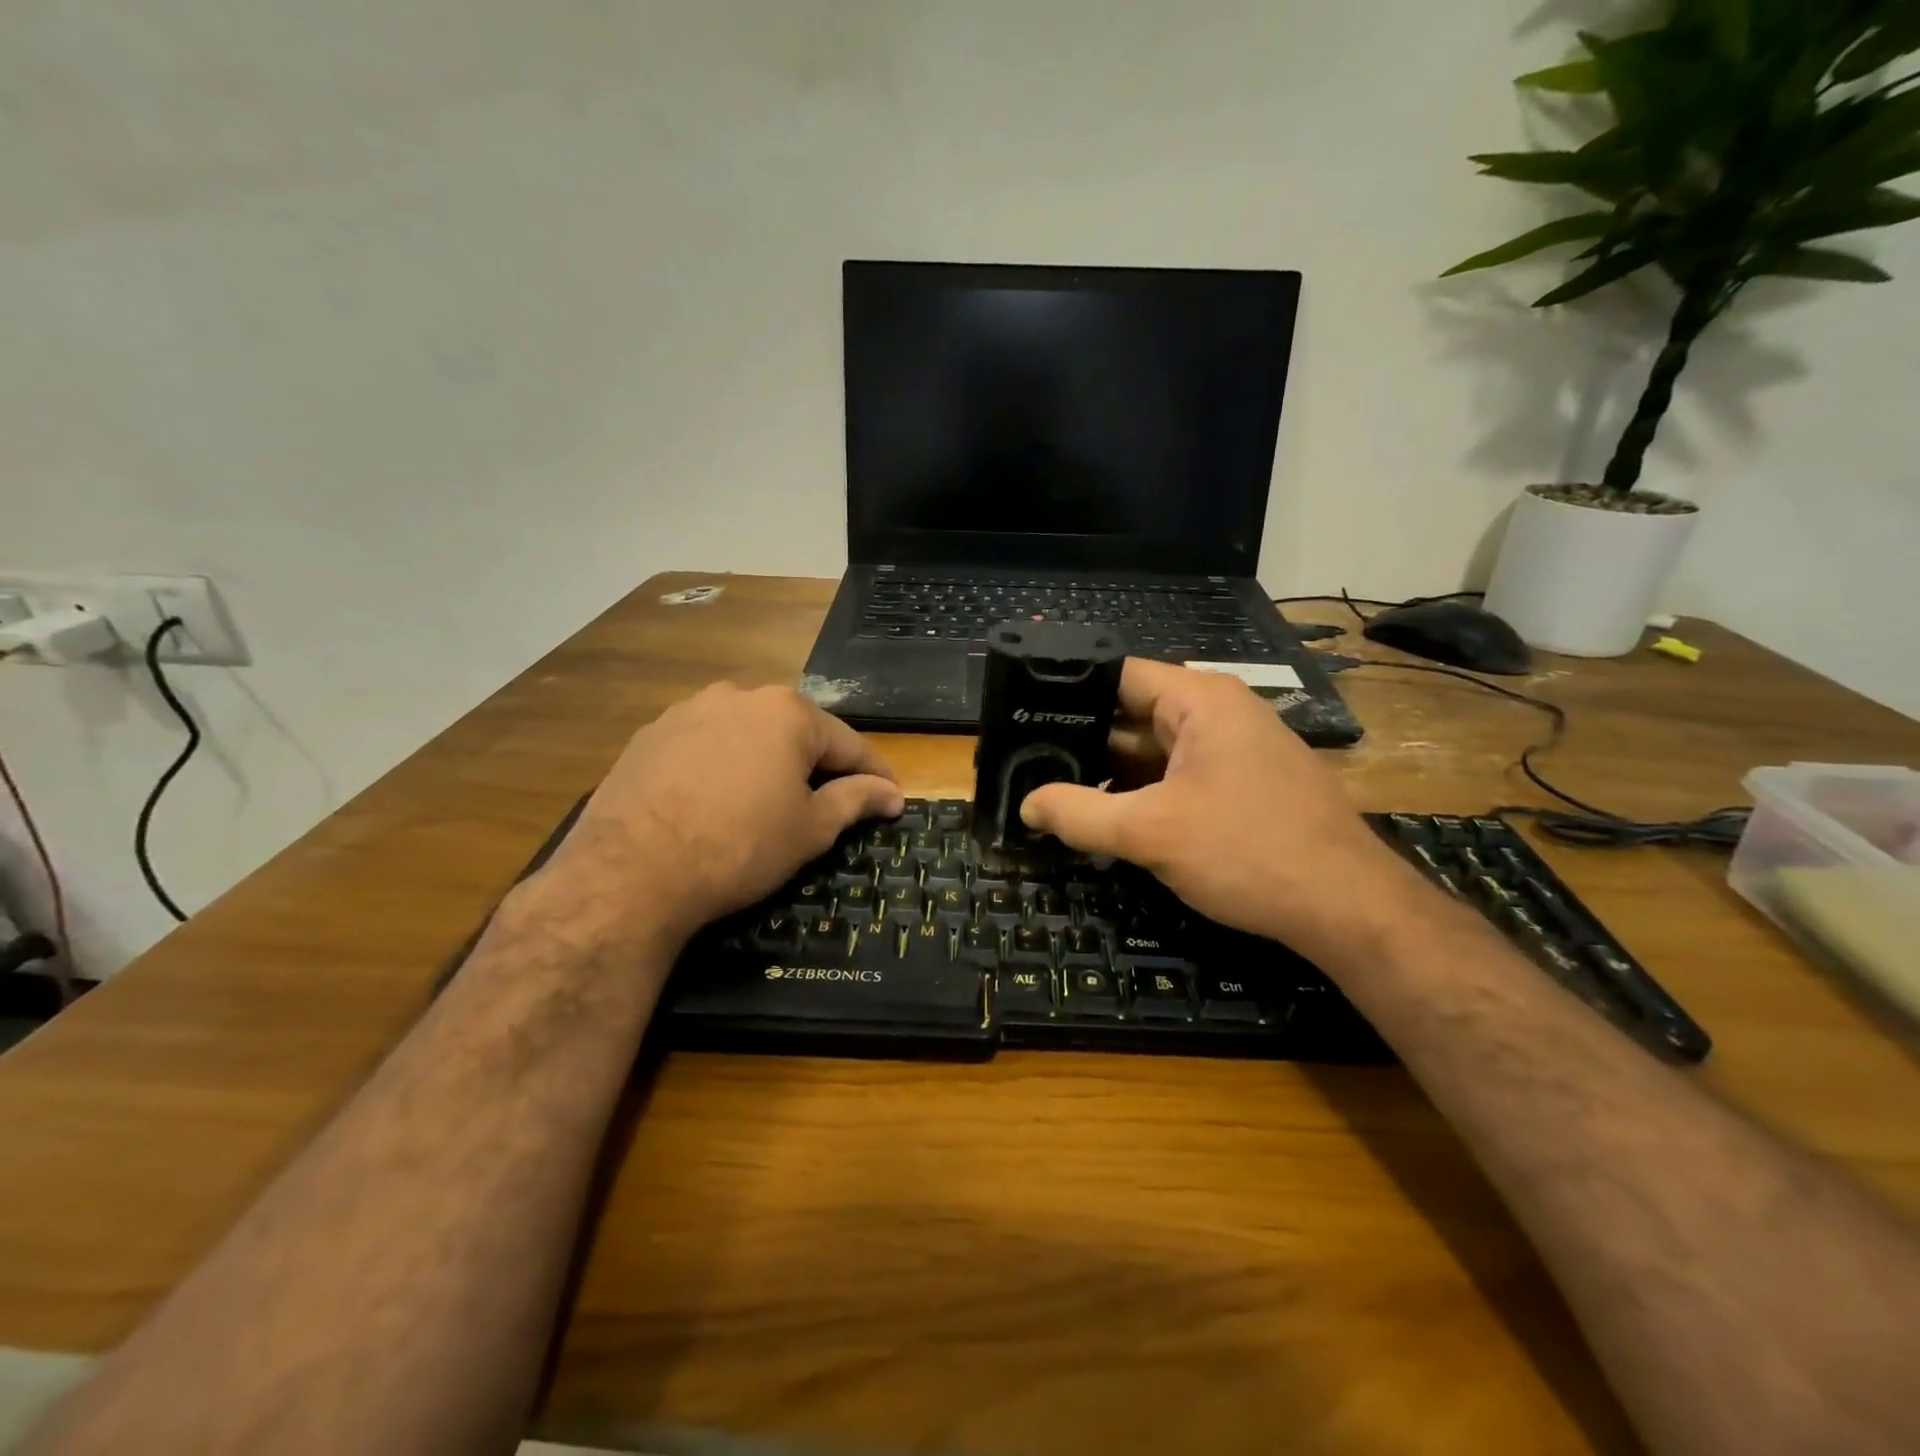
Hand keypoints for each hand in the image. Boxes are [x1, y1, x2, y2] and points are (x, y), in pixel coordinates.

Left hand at [535, 683, 903, 947]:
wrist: (630, 871)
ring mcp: (689, 711)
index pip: (848, 743)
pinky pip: (705, 745)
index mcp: (788, 713)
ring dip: (766, 761)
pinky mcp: (650, 735)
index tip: (891, 798)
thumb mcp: (810, 829)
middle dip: (817, 765)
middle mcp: (740, 695)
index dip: (874, 774)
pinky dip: (722, 766)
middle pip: (795, 732)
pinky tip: (717, 800)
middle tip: (829, 804)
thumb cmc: (739, 846)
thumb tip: (892, 793)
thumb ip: (855, 801)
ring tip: (768, 801)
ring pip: (747, 734)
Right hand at [1019, 659, 1427, 960]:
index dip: (1067, 693)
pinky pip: (1175, 777)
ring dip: (1109, 774)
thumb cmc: (1249, 851)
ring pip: (1152, 752)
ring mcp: (1231, 751)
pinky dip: (1140, 794)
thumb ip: (1081, 815)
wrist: (1348, 909)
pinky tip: (1104, 818)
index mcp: (1199, 700)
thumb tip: (1026, 805)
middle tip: (1026, 763)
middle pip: (1131, 715)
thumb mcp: (1152, 833)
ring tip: (1052, 792)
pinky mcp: (1239, 785)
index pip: (1117, 675)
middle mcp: (1217, 714)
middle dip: (1082, 742)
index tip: (1022, 717)